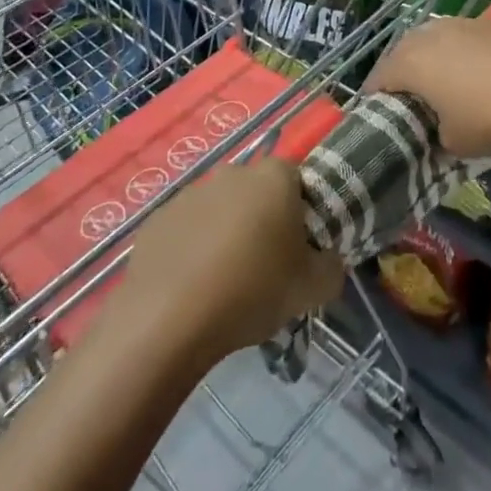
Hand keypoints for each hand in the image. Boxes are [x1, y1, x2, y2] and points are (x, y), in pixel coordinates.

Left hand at [118, 159, 343, 361]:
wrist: (169, 318)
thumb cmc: (253, 290)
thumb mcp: (313, 289)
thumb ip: (332, 268)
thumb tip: (329, 261)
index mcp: (274, 177)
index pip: (297, 181)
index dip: (300, 213)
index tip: (298, 250)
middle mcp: (233, 173)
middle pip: (256, 194)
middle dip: (261, 222)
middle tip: (264, 268)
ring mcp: (191, 193)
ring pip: (219, 211)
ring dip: (224, 235)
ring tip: (224, 284)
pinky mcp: (158, 219)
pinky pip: (185, 231)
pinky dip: (191, 251)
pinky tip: (191, 288)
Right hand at [365, 17, 490, 158]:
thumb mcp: (454, 143)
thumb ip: (434, 133)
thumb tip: (439, 126)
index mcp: (411, 61)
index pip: (378, 79)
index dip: (377, 100)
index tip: (383, 119)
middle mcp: (431, 33)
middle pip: (405, 53)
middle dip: (404, 75)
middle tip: (414, 102)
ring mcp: (464, 22)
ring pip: (436, 40)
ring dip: (436, 60)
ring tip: (448, 86)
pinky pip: (467, 38)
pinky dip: (465, 55)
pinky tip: (483, 75)